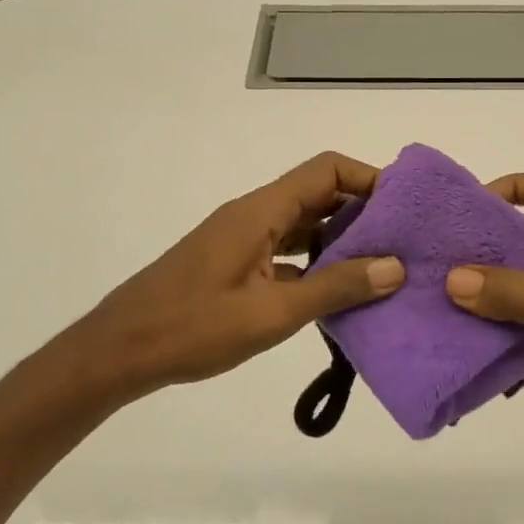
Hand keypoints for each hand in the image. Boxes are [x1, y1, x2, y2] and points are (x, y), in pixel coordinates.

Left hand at [45, 152, 404, 408]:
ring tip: (385, 267)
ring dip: (343, 240)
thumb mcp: (272, 313)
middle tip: (406, 241)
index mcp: (262, 211)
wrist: (118, 352)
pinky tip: (342, 293)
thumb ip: (335, 288)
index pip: (326, 170)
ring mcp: (244, 240)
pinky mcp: (237, 265)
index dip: (368, 179)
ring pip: (305, 225)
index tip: (406, 208)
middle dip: (364, 212)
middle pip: (319, 194)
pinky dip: (318, 263)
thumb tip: (395, 267)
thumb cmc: (192, 328)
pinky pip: (289, 251)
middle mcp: (255, 215)